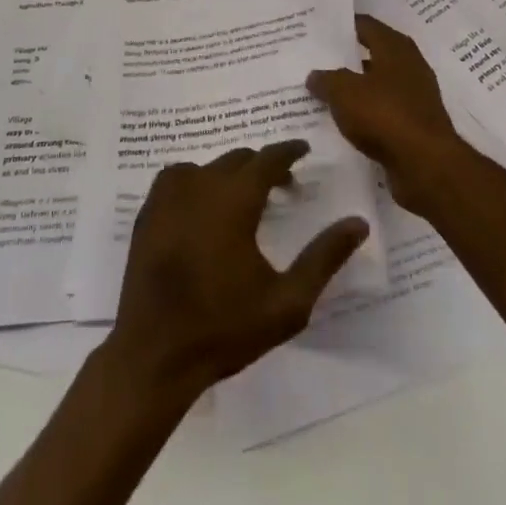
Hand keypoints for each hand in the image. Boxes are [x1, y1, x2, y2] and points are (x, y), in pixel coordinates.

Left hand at [107, 141, 368, 399]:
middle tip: (283, 186)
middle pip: (238, 159)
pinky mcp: (147, 212)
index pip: (267, 159)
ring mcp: (167, 196)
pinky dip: (197, 181)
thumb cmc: (224, 329)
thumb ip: (324, 258)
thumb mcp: (287, 302)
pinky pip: (177, 179)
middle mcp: (199, 185)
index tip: (304, 149)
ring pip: (207, 167)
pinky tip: (204, 206)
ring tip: (244, 198)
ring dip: (229, 174)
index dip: (288, 151)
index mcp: (234, 200)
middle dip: (263, 166)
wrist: (154, 355)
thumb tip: (358, 223)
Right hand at [309, 14, 469, 212]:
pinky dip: (365, 114)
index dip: (343, 26)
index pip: (365, 25)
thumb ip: (327, 80)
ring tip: (323, 92)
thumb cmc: (385, 115)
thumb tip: (315, 76)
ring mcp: (415, 96)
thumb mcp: (345, 92)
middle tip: (316, 61)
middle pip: (372, 54)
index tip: (319, 29)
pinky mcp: (415, 125)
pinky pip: (383, 112)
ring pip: (377, 85)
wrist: (426, 165)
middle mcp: (409, 65)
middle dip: (346, 59)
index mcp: (395, 47)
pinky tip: (343, 122)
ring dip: (355, 89)